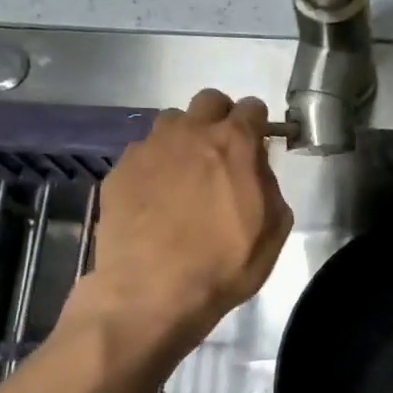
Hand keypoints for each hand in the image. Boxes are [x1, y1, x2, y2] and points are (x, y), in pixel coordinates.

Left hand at [69, 89, 292, 345]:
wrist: (151, 292)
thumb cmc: (223, 265)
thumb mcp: (273, 231)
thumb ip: (270, 187)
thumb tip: (256, 170)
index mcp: (234, 144)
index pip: (252, 108)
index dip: (258, 125)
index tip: (258, 146)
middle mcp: (190, 133)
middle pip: (209, 101)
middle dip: (220, 118)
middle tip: (222, 154)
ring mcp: (149, 148)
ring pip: (171, 122)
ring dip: (184, 138)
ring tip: (185, 175)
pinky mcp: (119, 170)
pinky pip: (143, 153)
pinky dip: (154, 166)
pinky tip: (155, 199)